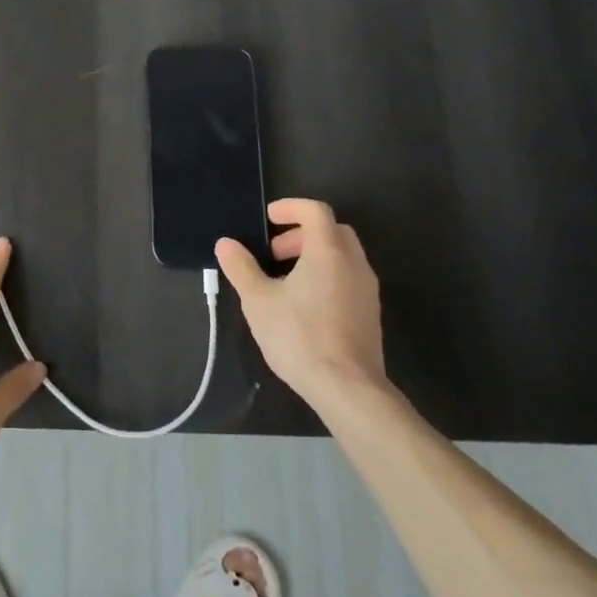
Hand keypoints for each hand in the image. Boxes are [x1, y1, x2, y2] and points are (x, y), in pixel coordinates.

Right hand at [215, 198, 389, 412]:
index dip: (291, 207)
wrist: (348, 388)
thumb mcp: (258, 301)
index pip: (316, 211)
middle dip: (302, 234)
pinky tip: (305, 305)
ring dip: (315, 256)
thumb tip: (226, 244)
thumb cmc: (300, 336)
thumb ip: (241, 267)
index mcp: (328, 252)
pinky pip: (349, 278)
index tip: (269, 218)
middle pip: (332, 231)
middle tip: (274, 252)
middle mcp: (354, 263)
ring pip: (343, 256)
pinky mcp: (370, 313)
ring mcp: (367, 289)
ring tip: (285, 280)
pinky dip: (327, 275)